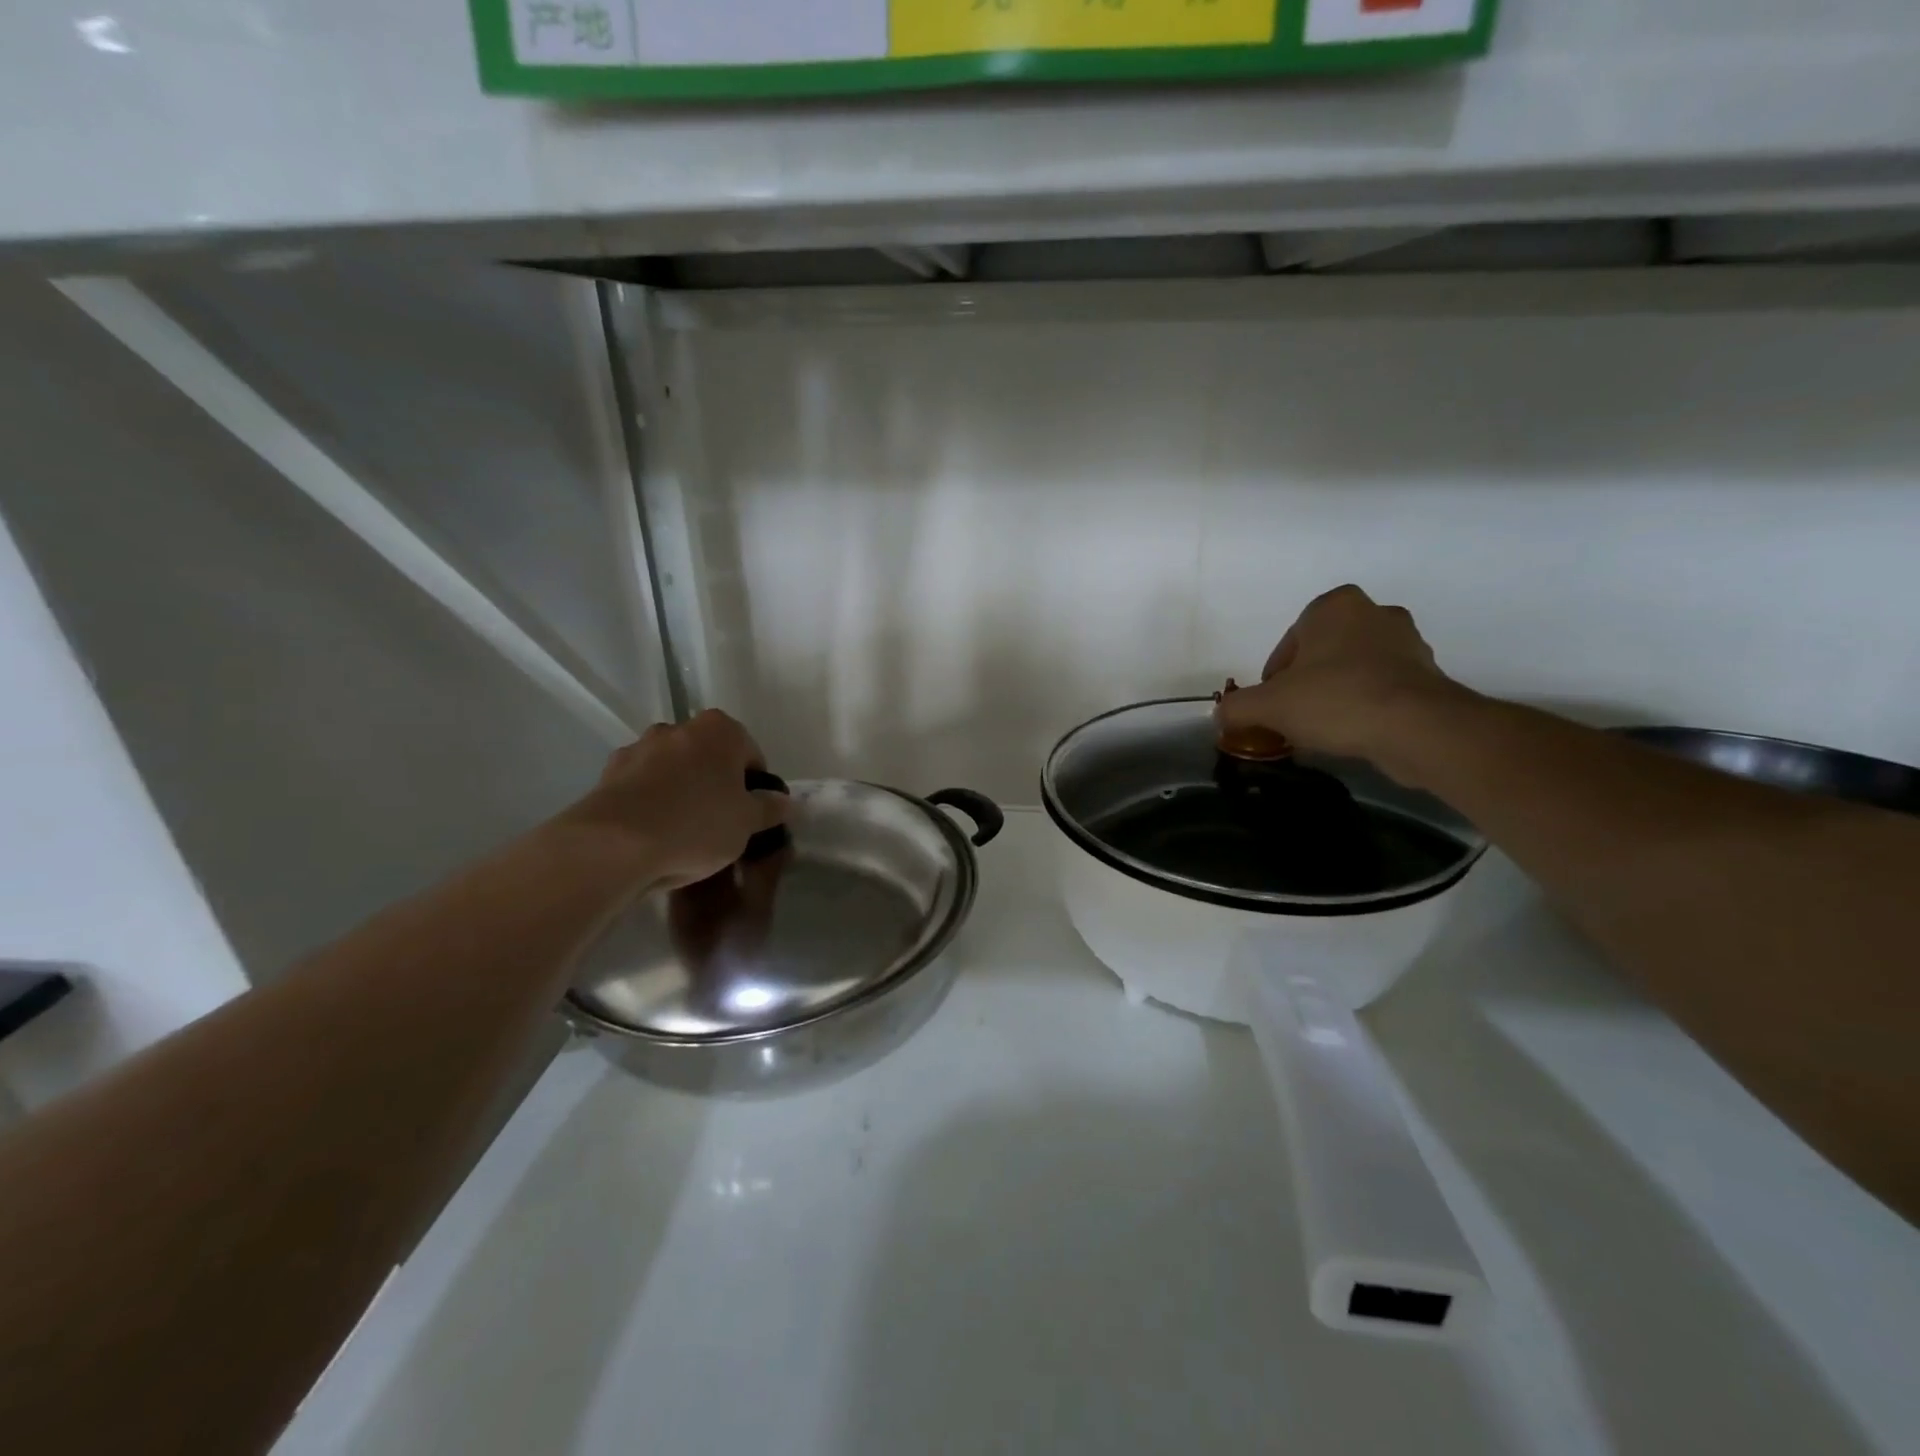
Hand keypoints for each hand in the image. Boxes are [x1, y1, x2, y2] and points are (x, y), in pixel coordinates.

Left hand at [567, 710, 787, 888]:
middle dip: (716, 785)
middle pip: (709, 758)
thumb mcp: (747, 823)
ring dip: (681, 792)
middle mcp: (678, 728)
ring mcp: (639, 748)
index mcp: (720, 730)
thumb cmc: (696, 825)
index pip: (751, 755)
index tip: (750, 816)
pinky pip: (642, 787)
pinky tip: (652, 835)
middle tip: (720, 824)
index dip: (755, 788)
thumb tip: (785, 802)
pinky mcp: (608, 773)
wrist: (613, 845)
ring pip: (674, 770)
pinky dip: (650, 803)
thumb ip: (770, 809)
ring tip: (682, 833)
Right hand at [1214, 585, 1466, 770]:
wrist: (1416, 728)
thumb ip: (1237, 707)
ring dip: (1337, 694)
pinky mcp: (1429, 675)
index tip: (1273, 705)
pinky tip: (1354, 733)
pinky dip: (1366, 707)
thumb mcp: (1268, 706)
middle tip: (1295, 715)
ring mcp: (1408, 643)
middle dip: (1307, 682)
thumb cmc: (1335, 699)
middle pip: (1323, 653)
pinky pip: (1383, 688)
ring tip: (1323, 729)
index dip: (1275, 676)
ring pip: (1354, 669)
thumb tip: (1220, 715)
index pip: (1290, 641)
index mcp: (1334, 606)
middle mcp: (1374, 613)